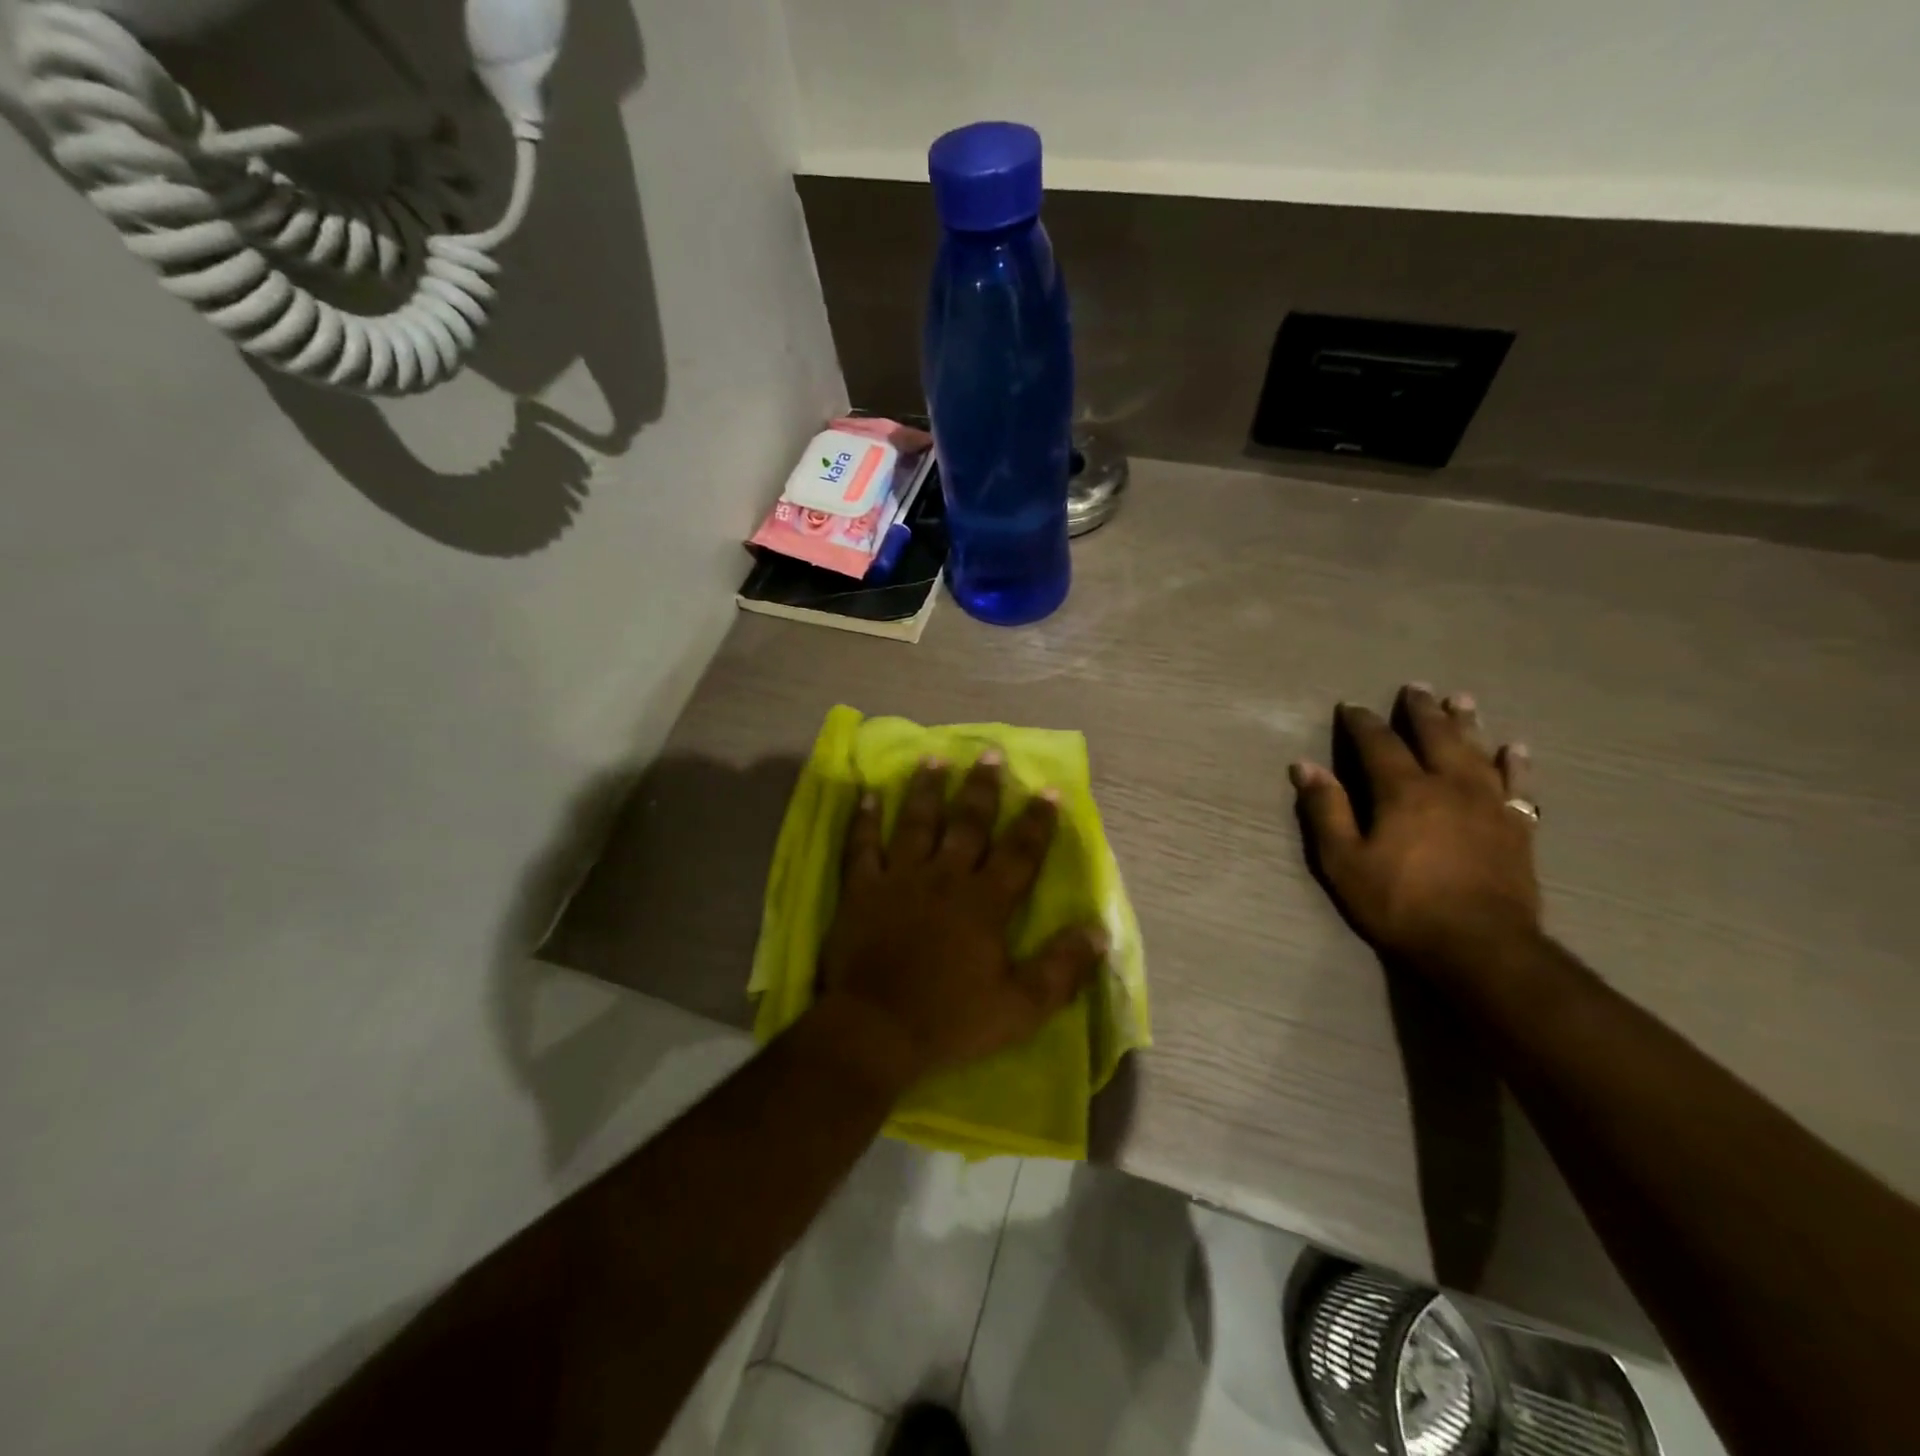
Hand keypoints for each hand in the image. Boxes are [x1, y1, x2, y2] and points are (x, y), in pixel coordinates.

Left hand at [814, 753, 1107, 1082]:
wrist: (876, 1030)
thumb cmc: (951, 1019)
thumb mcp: (1020, 1006)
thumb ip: (1061, 968)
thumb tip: (1098, 932)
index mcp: (984, 902)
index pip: (1019, 853)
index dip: (1037, 822)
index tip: (1049, 790)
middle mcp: (944, 878)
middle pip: (967, 824)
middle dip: (981, 788)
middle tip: (990, 753)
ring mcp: (899, 879)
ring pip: (915, 823)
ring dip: (926, 790)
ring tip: (934, 759)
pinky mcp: (861, 889)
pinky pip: (861, 845)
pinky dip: (863, 819)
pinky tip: (866, 794)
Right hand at [1291, 685, 1541, 981]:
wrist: (1479, 945)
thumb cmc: (1400, 903)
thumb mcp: (1344, 862)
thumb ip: (1326, 811)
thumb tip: (1304, 766)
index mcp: (1403, 791)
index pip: (1378, 744)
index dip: (1362, 723)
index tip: (1351, 706)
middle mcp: (1448, 785)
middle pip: (1435, 736)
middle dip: (1421, 711)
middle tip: (1415, 688)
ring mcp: (1489, 804)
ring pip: (1478, 751)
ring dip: (1467, 723)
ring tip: (1462, 699)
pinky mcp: (1517, 828)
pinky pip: (1518, 785)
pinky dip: (1515, 764)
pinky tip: (1515, 749)